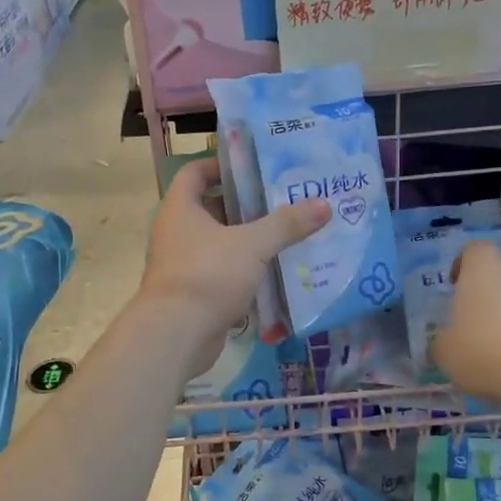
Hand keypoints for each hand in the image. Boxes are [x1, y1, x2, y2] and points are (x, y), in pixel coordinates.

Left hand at [139, 158, 328, 373]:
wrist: (176, 334)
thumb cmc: (208, 275)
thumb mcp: (252, 245)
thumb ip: (286, 224)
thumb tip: (324, 205)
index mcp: (180, 209)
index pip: (194, 172)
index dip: (221, 166)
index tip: (253, 167)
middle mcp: (176, 232)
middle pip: (212, 209)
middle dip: (246, 206)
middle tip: (283, 202)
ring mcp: (183, 265)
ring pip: (220, 244)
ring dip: (249, 242)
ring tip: (287, 236)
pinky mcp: (194, 293)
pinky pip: (223, 274)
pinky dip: (245, 273)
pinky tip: (276, 274)